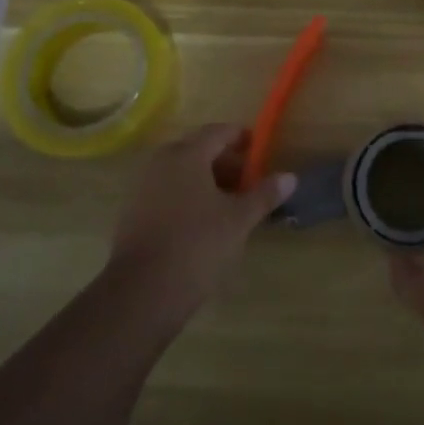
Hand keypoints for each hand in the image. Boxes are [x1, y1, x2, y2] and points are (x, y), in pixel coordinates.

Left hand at [107, 124, 295, 328]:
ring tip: (229, 205)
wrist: (142, 292)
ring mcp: (142, 186)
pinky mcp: (132, 212)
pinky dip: (186, 196)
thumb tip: (290, 177)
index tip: (259, 151)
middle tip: (248, 182)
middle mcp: (161, 162)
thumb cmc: (197, 245)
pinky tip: (202, 223)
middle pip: (198, 150)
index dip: (241, 138)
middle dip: (224, 162)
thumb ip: (264, 195)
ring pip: (181, 172)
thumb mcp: (238, 220)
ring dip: (205, 181)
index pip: (218, 132)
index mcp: (187, 154)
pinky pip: (166, 191)